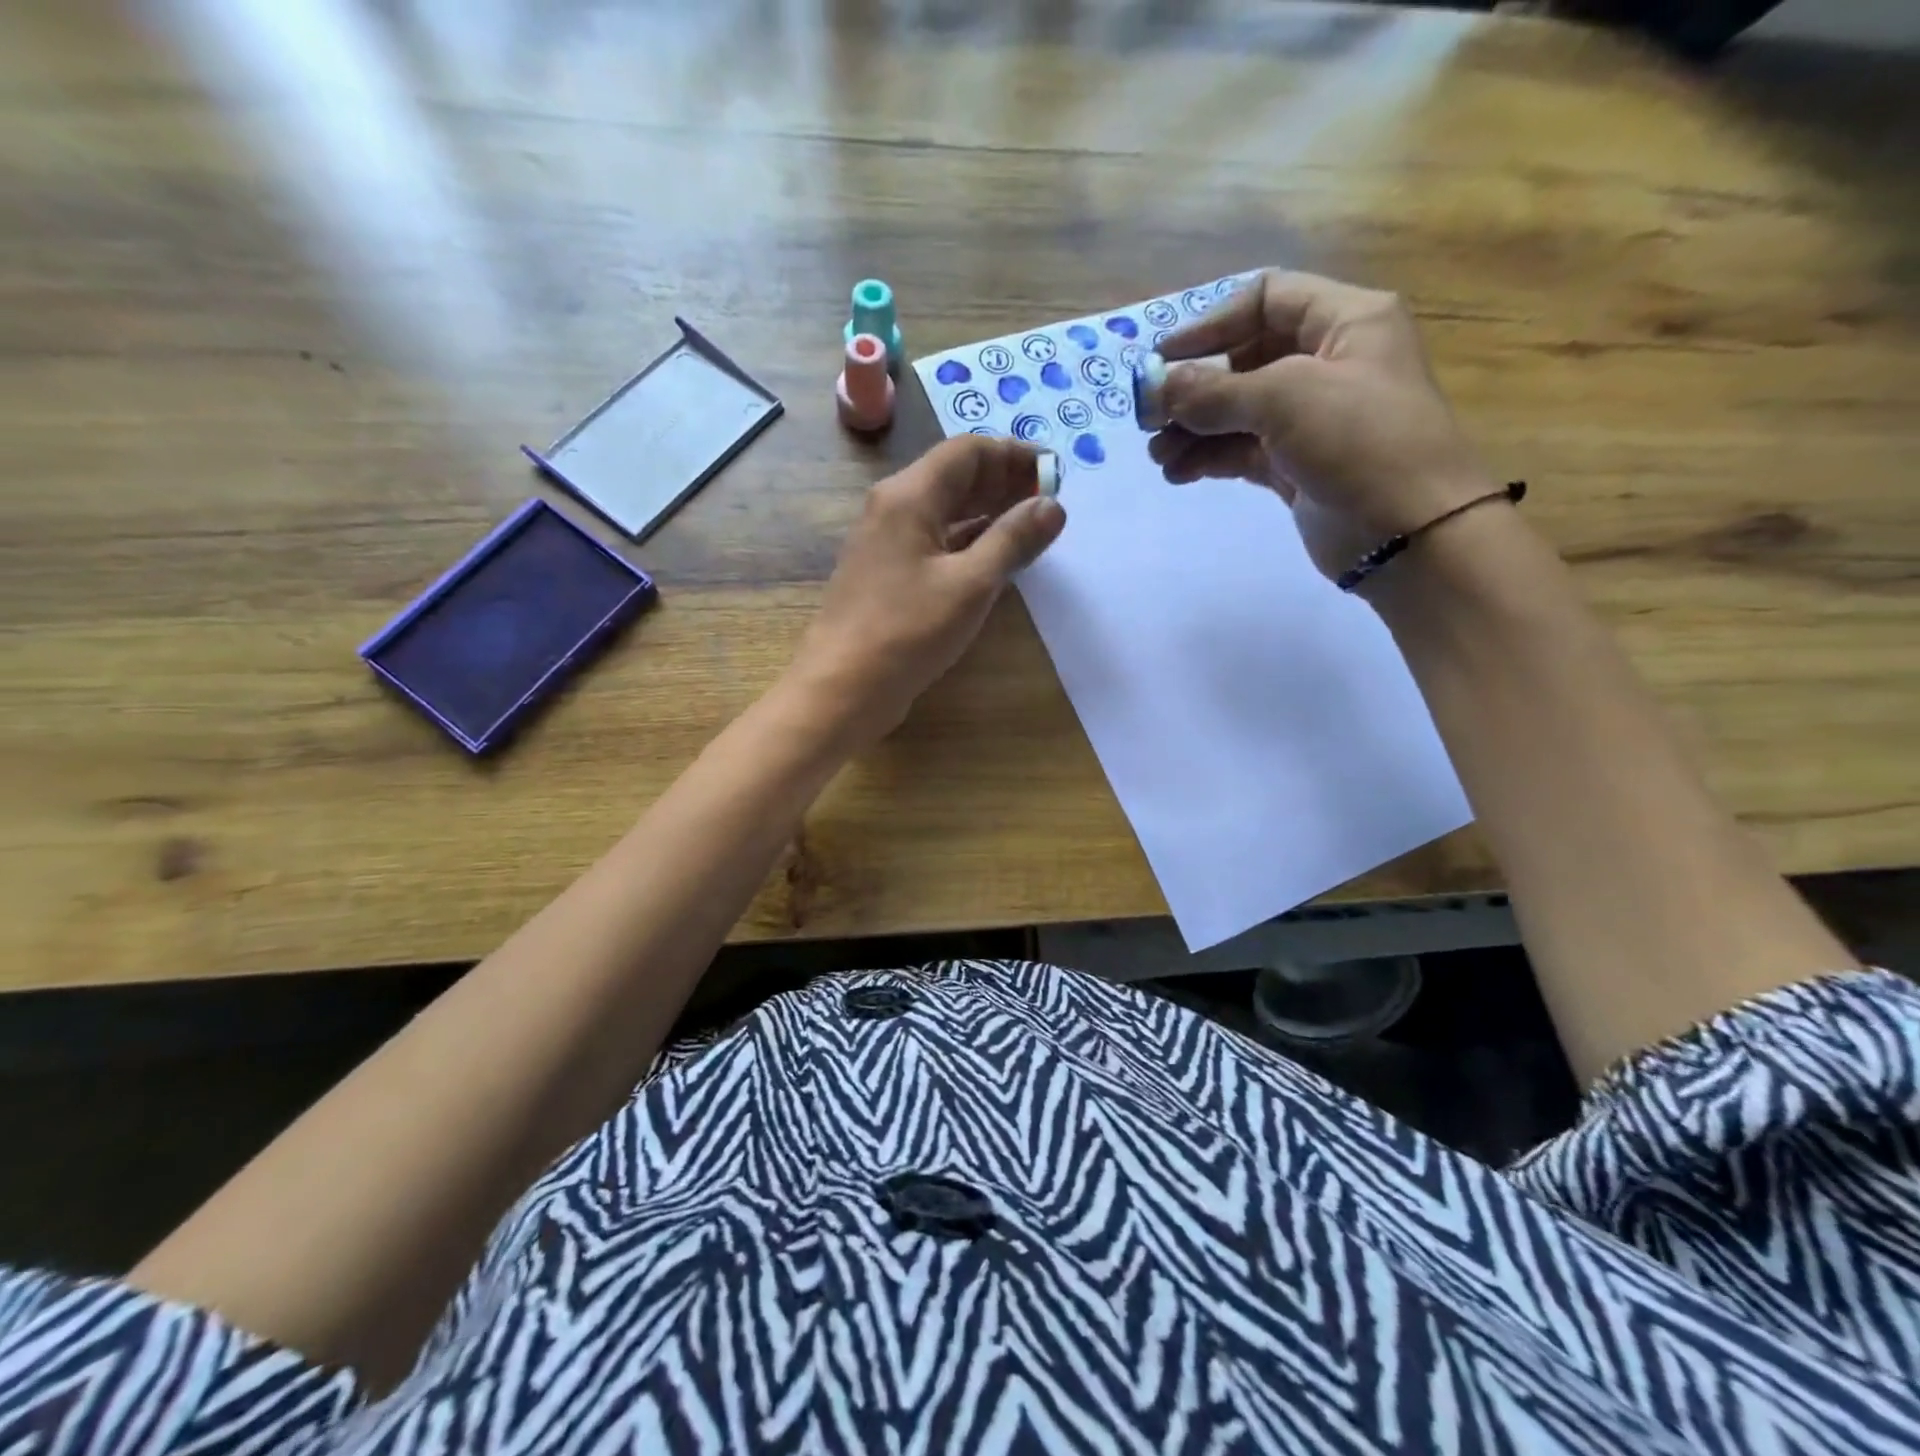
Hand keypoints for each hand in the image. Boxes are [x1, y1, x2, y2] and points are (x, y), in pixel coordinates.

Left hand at [787, 435, 1065, 746]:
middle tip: (1049, 502)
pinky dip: (967, 541)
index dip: (1014, 455)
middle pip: (954, 477)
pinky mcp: (887, 575)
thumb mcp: (971, 584)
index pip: (967, 451)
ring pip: (944, 511)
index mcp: (908, 496)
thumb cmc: (907, 632)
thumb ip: (1013, 540)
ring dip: (988, 512)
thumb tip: (1053, 506)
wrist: (842, 688)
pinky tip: (994, 558)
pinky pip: (934, 542)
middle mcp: (892, 508)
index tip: (1055, 475)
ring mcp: (886, 543)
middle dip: (1004, 482)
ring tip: (1031, 526)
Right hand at [1146, 270, 1494, 587]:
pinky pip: (1241, 451)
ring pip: (1237, 411)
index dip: (1210, 323)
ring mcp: (1311, 419)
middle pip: (1243, 359)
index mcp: (1344, 321)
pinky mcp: (1295, 466)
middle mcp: (1327, 362)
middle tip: (1149, 418)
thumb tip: (1157, 387)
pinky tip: (1179, 473)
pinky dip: (1208, 458)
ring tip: (1159, 457)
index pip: (1266, 299)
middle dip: (1193, 388)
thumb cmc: (1360, 442)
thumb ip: (1215, 392)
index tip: (1163, 358)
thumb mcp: (1286, 399)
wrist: (1409, 533)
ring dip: (1192, 430)